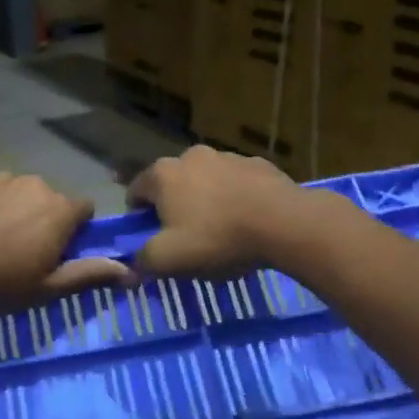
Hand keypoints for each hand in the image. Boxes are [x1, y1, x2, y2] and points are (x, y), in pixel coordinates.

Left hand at [0, 173, 130, 313]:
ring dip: (13, 210)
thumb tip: (130, 271)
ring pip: (17, 192)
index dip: (75, 230)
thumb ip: (89, 274)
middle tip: (19, 253)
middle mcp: (34, 184)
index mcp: (59, 210)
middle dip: (42, 220)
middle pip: (49, 200)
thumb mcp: (46, 289)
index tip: (57, 253)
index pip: (84, 209)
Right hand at [126, 146, 307, 279]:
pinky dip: (236, 197)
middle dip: (174, 207)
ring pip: (206, 180)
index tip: (150, 239)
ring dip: (207, 200)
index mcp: (163, 174)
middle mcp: (191, 156)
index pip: (136, 191)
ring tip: (222, 231)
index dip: (138, 217)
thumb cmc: (218, 238)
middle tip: (187, 238)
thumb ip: (143, 260)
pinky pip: (237, 183)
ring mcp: (227, 156)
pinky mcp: (258, 164)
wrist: (285, 223)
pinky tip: (249, 221)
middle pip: (172, 184)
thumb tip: (132, 262)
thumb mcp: (170, 260)